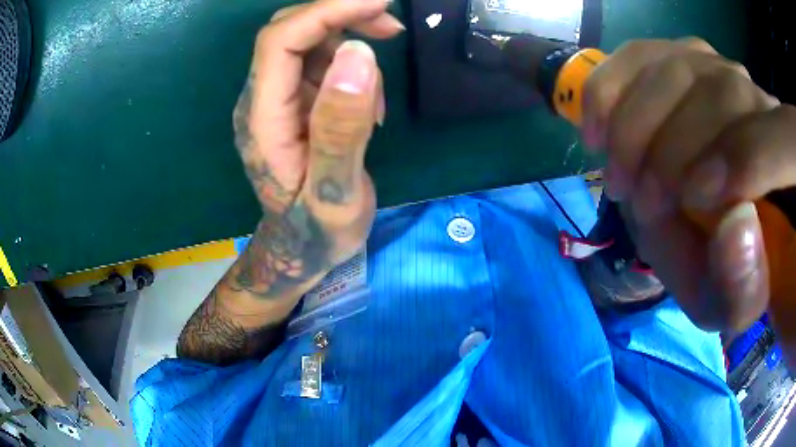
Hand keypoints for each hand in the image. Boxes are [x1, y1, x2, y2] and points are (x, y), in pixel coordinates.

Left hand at [231, 0, 402, 299]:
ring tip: (381, 99)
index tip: (378, 2)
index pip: (282, 40)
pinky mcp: (294, 105)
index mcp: (262, 118)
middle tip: (392, 28)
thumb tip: (359, 54)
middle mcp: (262, 100)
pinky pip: (320, 66)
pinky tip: (370, 106)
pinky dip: (351, 70)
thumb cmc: (317, 231)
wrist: (302, 251)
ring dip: (351, 47)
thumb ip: (341, 127)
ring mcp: (277, 101)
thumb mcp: (335, 190)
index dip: (327, 11)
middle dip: (341, 17)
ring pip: (308, 44)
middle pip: (291, 32)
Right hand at [581, 38, 795, 332]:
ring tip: (617, 175)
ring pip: (674, 67)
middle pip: (722, 91)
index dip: (740, 160)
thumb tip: (738, 224)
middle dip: (673, 150)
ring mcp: (716, 67)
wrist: (702, 229)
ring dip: (634, 125)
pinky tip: (598, 132)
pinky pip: (637, 55)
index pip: (779, 138)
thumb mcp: (730, 304)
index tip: (692, 202)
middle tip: (641, 203)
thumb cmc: (722, 269)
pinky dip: (609, 91)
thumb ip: (741, 287)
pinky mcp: (675, 56)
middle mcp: (758, 100)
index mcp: (788, 167)